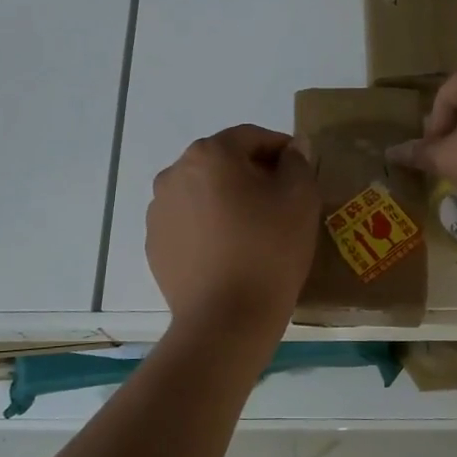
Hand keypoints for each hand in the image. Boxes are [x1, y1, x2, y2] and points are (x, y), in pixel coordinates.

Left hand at [147, 124, 320, 329]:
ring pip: (203, 193)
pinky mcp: (155, 244)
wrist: (225, 319)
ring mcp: (159, 210)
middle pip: (223, 163)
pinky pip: (188, 223)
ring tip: (253, 231)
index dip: (281, 150)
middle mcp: (175, 173)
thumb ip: (298, 162)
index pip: (252, 137)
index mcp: (210, 154)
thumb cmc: (268, 250)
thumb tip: (293, 149)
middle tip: (280, 203)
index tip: (300, 172)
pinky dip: (208, 228)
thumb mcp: (300, 198)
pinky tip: (229, 253)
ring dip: (227, 200)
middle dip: (252, 175)